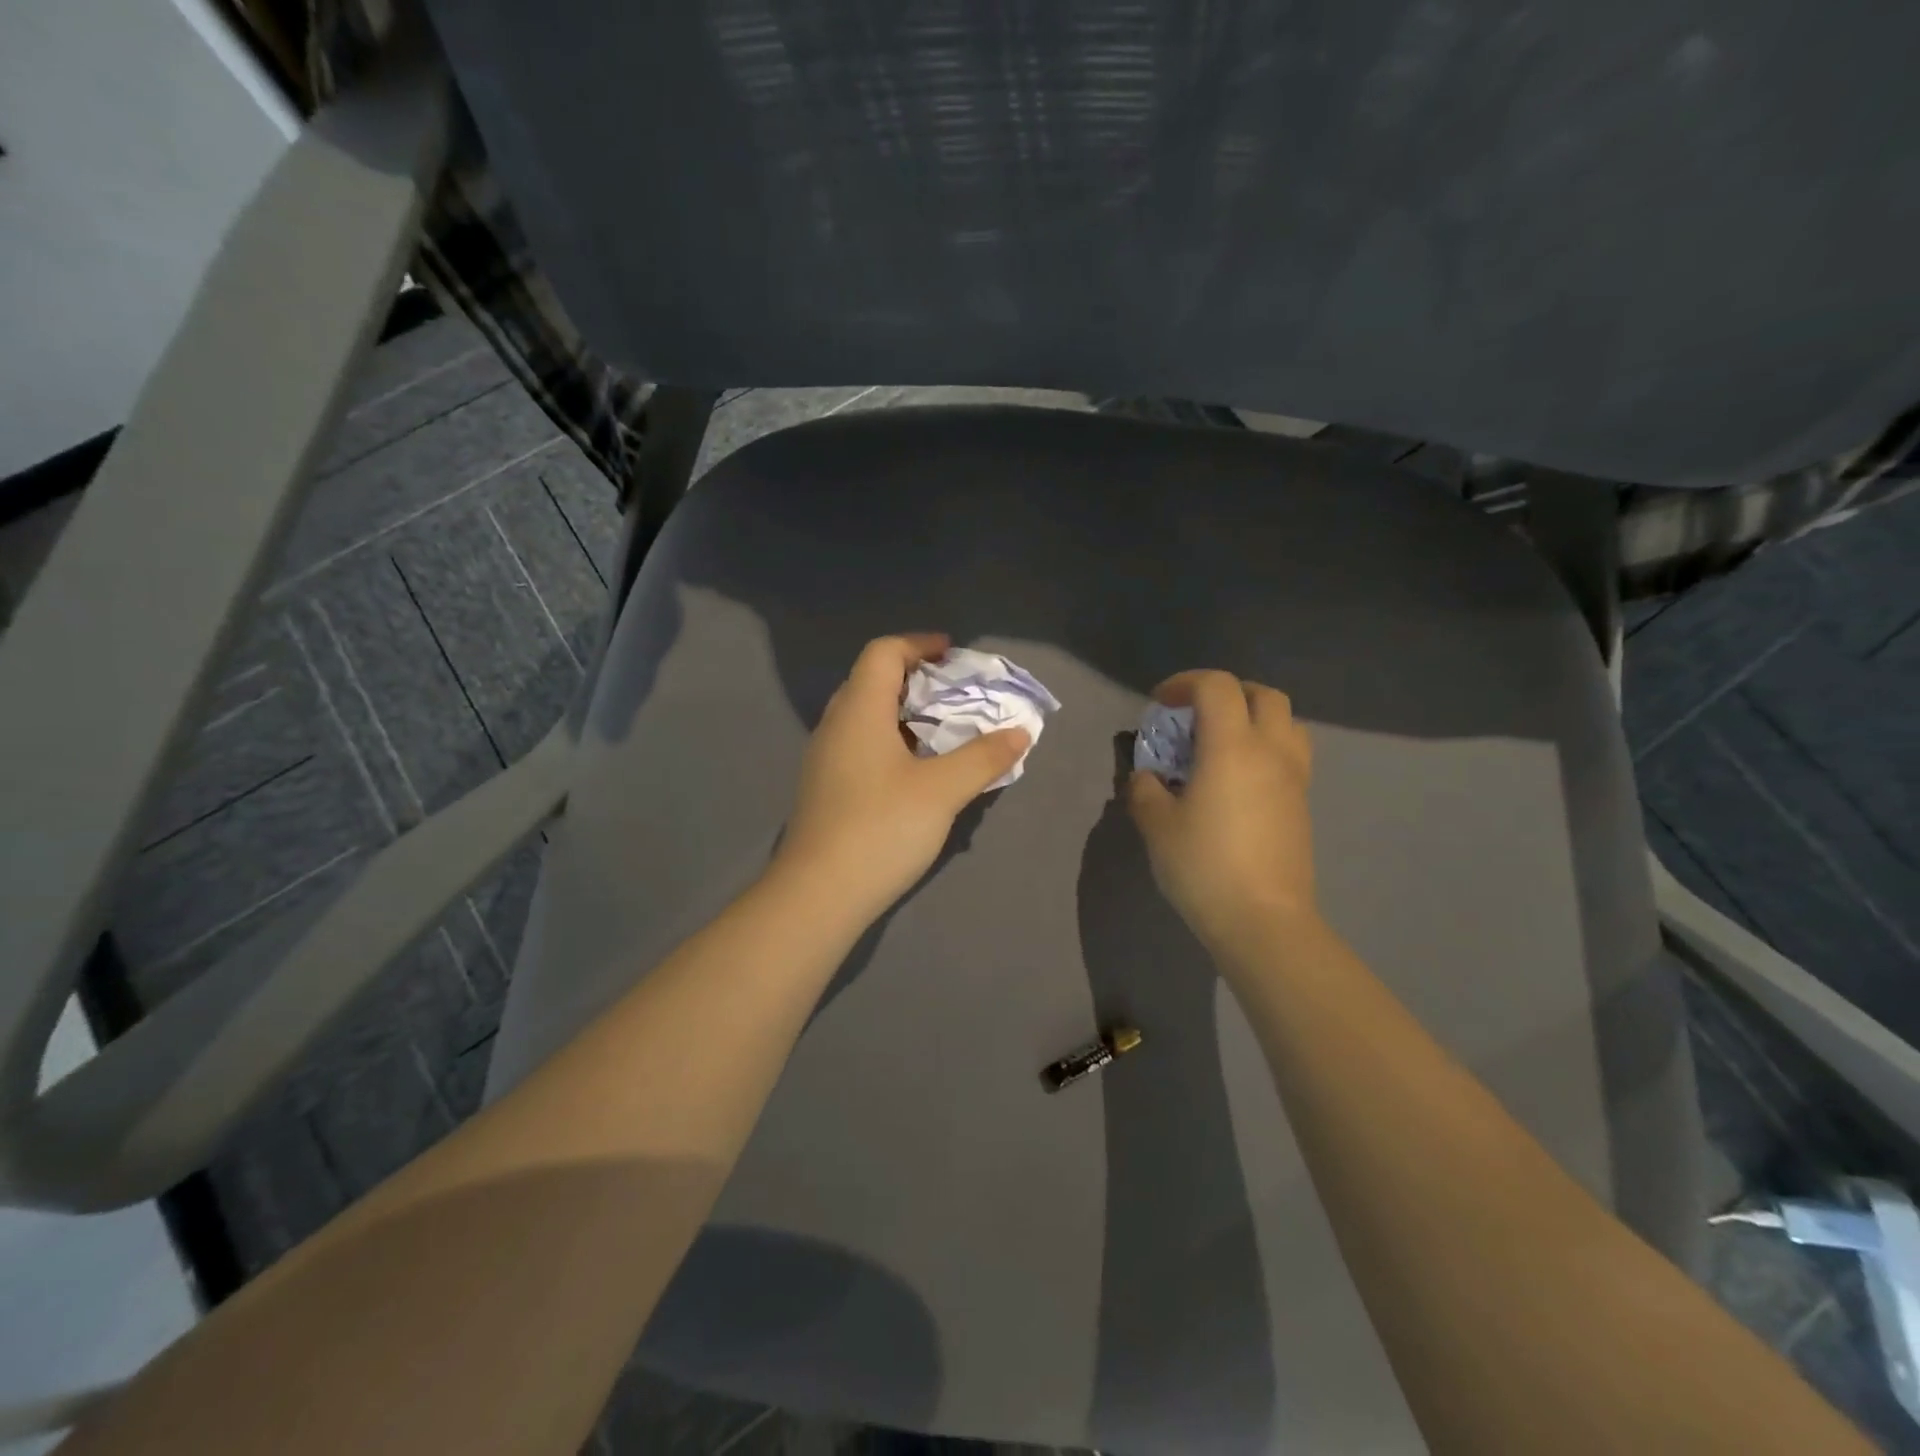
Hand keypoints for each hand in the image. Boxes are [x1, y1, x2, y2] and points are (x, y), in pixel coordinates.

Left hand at [770, 634, 1030, 923]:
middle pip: (872, 680)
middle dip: (916, 678)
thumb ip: (983, 757)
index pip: (883, 652)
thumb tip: (1020, 732)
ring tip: (944, 729)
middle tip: (955, 692)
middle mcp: (836, 725)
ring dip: (904, 712)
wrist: (819, 894)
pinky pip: (861, 744)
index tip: (953, 654)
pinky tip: (917, 770)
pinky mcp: (826, 788)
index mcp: (859, 710)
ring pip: (866, 715)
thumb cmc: (881, 828)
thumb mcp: (942, 790)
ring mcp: (826, 758)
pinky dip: (892, 740)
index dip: (919, 644)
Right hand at [1127, 670, 1318, 956]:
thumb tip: (1147, 777)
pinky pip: (1290, 754)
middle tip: (1196, 715)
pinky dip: (1265, 747)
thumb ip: (1145, 790)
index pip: (1216, 687)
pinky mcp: (1302, 804)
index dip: (1184, 683)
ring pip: (1287, 722)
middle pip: (1263, 694)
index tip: (1160, 704)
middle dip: (1227, 692)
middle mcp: (1271, 751)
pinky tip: (1238, 779)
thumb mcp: (1156, 826)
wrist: (1263, 921)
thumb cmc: (1204, 867)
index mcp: (1232, 747)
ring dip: (1254, 717)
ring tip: (1222, 743)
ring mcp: (1294, 778)